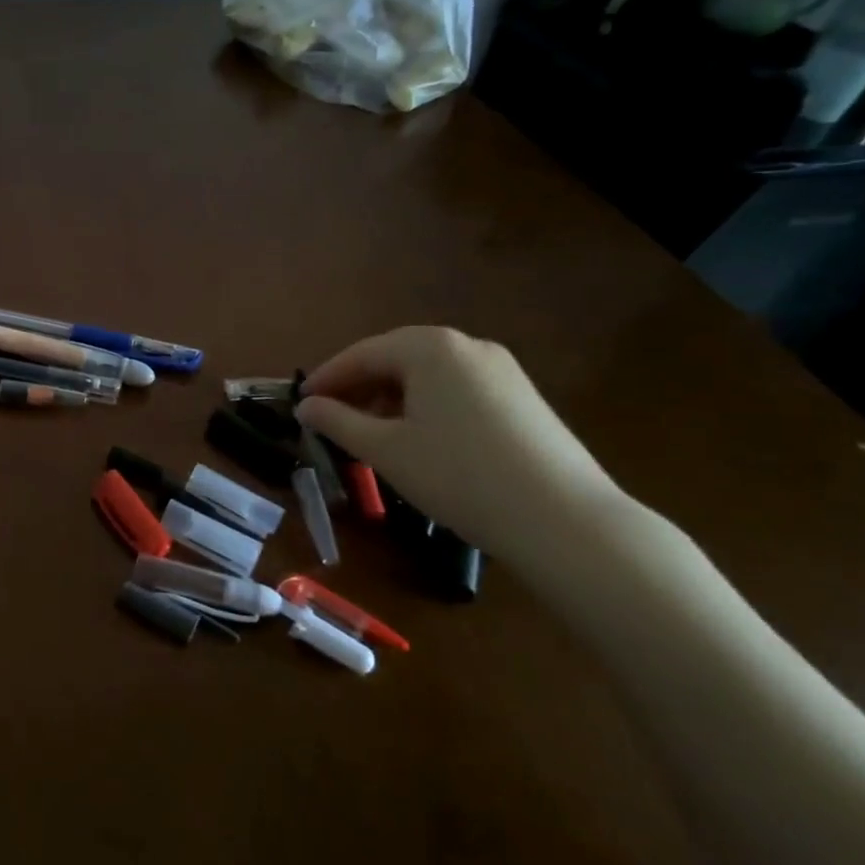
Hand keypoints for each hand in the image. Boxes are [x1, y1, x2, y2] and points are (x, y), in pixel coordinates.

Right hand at [297, 326, 617, 571]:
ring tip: (373, 432)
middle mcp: (467, 345)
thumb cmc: (458, 475)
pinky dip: (427, 405)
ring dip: (393, 397)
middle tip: (332, 417)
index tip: (301, 402)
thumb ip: (338, 422)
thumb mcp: (386, 450)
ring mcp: (501, 369)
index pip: (362, 354)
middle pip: (396, 358)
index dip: (327, 378)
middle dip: (360, 386)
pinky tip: (421, 439)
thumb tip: (306, 407)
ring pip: (429, 374)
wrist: (564, 519)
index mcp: (429, 347)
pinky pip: (457, 388)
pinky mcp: (522, 396)